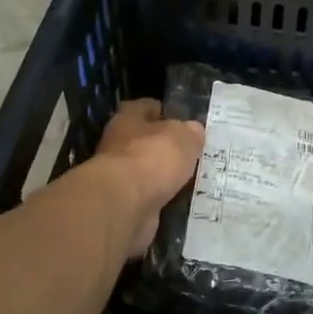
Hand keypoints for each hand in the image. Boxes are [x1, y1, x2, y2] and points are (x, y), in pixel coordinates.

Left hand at [89, 99, 204, 256]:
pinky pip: (149, 196)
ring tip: (193, 178)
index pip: (145, 107)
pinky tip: (182, 200)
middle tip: (193, 151)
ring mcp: (119, 177)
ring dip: (164, 175)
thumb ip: (190, 132)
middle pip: (145, 140)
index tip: (182, 118)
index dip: (163, 110)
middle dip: (165, 146)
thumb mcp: (183, 137)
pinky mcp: (124, 204)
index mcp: (128, 119)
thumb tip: (194, 131)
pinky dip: (162, 198)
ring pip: (147, 171)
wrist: (124, 206)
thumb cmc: (152, 159)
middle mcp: (118, 145)